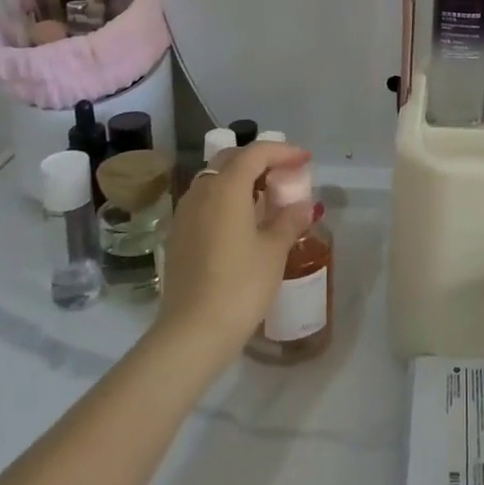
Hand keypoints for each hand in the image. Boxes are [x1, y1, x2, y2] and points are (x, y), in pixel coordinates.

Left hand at [152, 142, 315, 363]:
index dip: (282, 151)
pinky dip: (226, 198)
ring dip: (241, 179)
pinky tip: (243, 221)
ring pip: (214, 180)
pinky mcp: (178, 235)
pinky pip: (205, 201)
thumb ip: (289, 221)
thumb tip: (304, 206)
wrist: (192, 333)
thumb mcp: (274, 251)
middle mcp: (201, 192)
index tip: (304, 160)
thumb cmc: (240, 286)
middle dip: (260, 160)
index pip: (255, 153)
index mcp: (226, 188)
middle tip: (285, 173)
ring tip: (266, 196)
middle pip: (231, 160)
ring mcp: (185, 213)